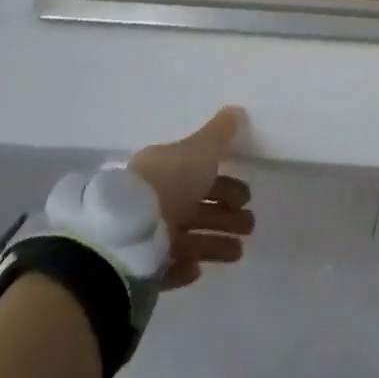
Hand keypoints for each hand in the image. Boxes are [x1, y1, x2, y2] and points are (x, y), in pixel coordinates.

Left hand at [129, 107, 253, 289]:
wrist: (129, 234)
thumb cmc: (170, 183)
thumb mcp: (200, 150)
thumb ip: (220, 133)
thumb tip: (236, 110)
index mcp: (166, 169)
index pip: (200, 174)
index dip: (225, 184)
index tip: (247, 196)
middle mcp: (156, 198)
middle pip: (196, 207)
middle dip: (226, 215)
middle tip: (249, 224)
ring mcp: (147, 233)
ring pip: (187, 237)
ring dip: (215, 242)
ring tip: (238, 252)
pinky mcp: (141, 267)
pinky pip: (167, 266)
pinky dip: (185, 265)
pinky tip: (198, 267)